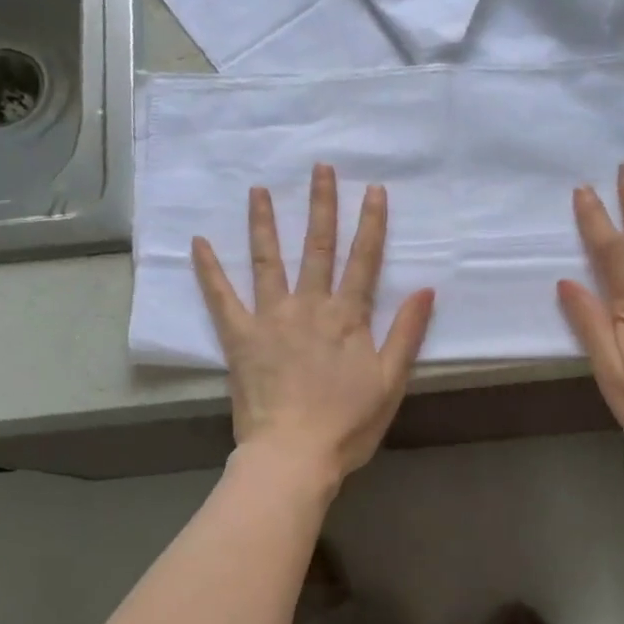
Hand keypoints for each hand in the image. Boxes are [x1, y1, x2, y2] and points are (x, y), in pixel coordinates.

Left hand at [193, 164, 434, 487]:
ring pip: (268, 261)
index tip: (372, 189)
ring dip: (265, 224)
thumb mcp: (391, 382)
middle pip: (318, 248)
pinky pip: (221, 298)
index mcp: (348, 317)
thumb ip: (406, 333)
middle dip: (321, 206)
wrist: (294, 455)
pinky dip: (208, 271)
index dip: (370, 224)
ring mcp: (271, 319)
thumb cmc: (348, 424)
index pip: (364, 260)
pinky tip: (198, 243)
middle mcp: (310, 306)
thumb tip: (425, 289)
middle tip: (319, 168)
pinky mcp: (240, 338)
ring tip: (259, 190)